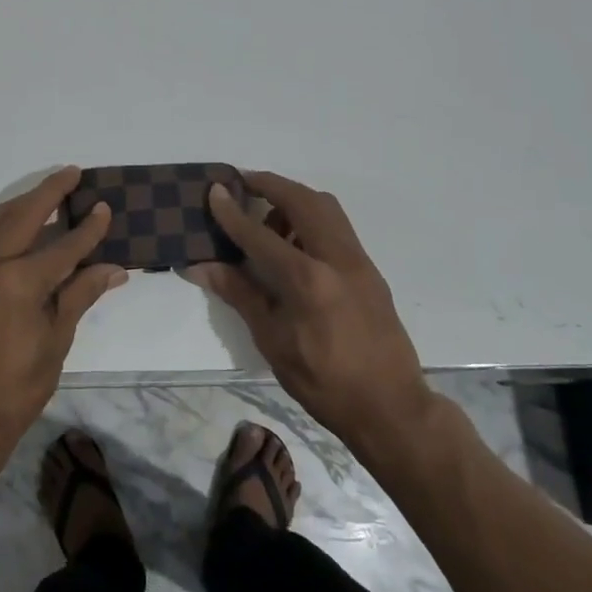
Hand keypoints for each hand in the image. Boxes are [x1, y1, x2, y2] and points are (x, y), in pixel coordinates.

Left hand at [0, 167, 126, 448]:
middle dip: (49, 191)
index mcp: (19, 281)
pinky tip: (23, 229)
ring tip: (48, 192)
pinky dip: (6, 225)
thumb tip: (113, 268)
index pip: (63, 245)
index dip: (88, 228)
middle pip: (24, 216)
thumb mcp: (56, 341)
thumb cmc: (16, 387)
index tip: (105, 206)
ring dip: (24, 203)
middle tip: (72, 172)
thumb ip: (80, 296)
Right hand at [186, 171, 431, 446]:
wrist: (391, 407)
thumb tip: (199, 266)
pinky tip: (295, 243)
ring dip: (293, 198)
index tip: (214, 189)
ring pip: (325, 207)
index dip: (232, 211)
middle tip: (242, 183)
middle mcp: (336, 258)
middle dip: (269, 185)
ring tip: (268, 218)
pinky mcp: (369, 269)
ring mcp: (358, 261)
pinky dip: (312, 217)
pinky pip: (337, 225)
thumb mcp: (272, 340)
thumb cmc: (323, 381)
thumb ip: (238, 293)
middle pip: (301, 200)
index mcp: (307, 280)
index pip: (259, 234)